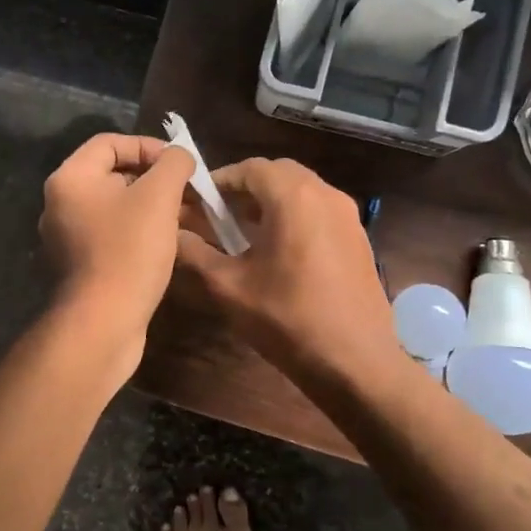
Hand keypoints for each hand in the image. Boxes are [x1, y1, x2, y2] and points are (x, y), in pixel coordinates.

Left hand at [39, 133, 193, 336]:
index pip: (110, 142)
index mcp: (70, 178)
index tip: (179, 164)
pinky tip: (168, 243)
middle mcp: (61, 203)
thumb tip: (179, 155)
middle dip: (154, 179)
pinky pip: (113, 234)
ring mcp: (68, 237)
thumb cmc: (129, 250)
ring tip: (187, 217)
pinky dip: (140, 232)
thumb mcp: (159, 197)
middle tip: (187, 192)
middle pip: (112, 174)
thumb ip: (172, 164)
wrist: (104, 323)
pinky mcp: (81, 265)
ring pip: (116, 207)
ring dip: (151, 207)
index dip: (148, 146)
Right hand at [175, 158, 401, 385]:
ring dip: (271, 202)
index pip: (250, 168)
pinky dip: (295, 216)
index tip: (198, 202)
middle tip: (220, 215)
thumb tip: (171, 234)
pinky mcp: (359, 239)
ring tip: (245, 233)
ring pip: (302, 191)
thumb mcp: (229, 287)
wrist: (355, 362)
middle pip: (278, 174)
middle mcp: (325, 194)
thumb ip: (195, 253)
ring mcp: (348, 216)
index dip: (220, 181)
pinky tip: (280, 252)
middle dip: (246, 188)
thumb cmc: (287, 319)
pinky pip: (320, 211)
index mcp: (293, 197)